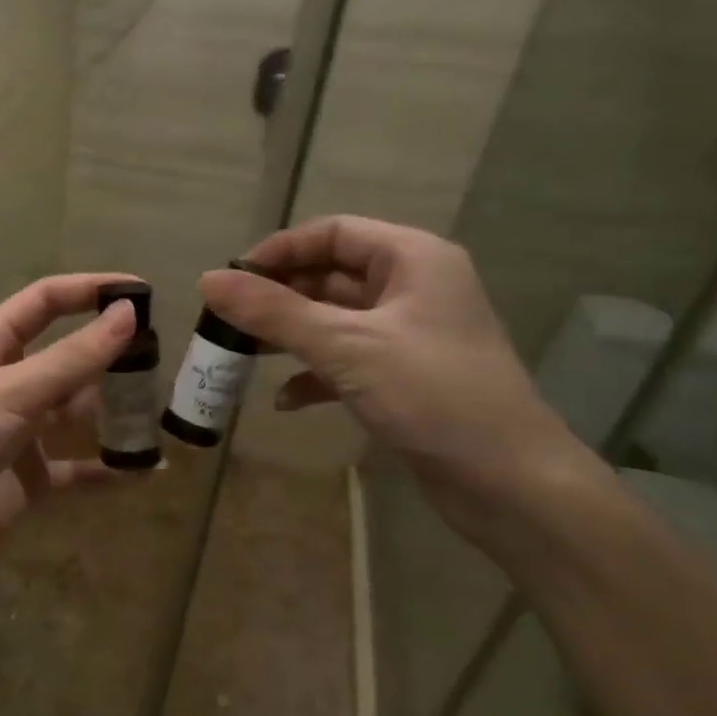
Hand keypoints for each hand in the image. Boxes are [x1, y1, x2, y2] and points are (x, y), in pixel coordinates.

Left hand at [0, 274, 137, 603]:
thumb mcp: (11, 391)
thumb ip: (72, 358)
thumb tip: (129, 313)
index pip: (43, 302)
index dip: (88, 290)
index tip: (140, 291)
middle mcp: (5, 383)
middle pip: (66, 357)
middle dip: (109, 355)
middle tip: (162, 357)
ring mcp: (17, 432)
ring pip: (74, 412)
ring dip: (113, 411)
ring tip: (161, 408)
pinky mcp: (27, 479)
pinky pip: (76, 469)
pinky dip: (107, 469)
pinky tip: (147, 469)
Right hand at [198, 217, 575, 491]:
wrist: (509, 481)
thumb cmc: (432, 394)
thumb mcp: (346, 346)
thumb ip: (274, 312)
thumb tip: (207, 279)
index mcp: (412, 259)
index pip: (332, 233)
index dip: (279, 251)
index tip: (230, 280)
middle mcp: (412, 288)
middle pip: (330, 276)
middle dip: (278, 297)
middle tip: (227, 321)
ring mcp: (408, 335)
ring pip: (333, 320)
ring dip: (289, 336)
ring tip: (243, 355)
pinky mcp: (403, 377)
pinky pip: (346, 361)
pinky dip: (313, 374)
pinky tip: (285, 401)